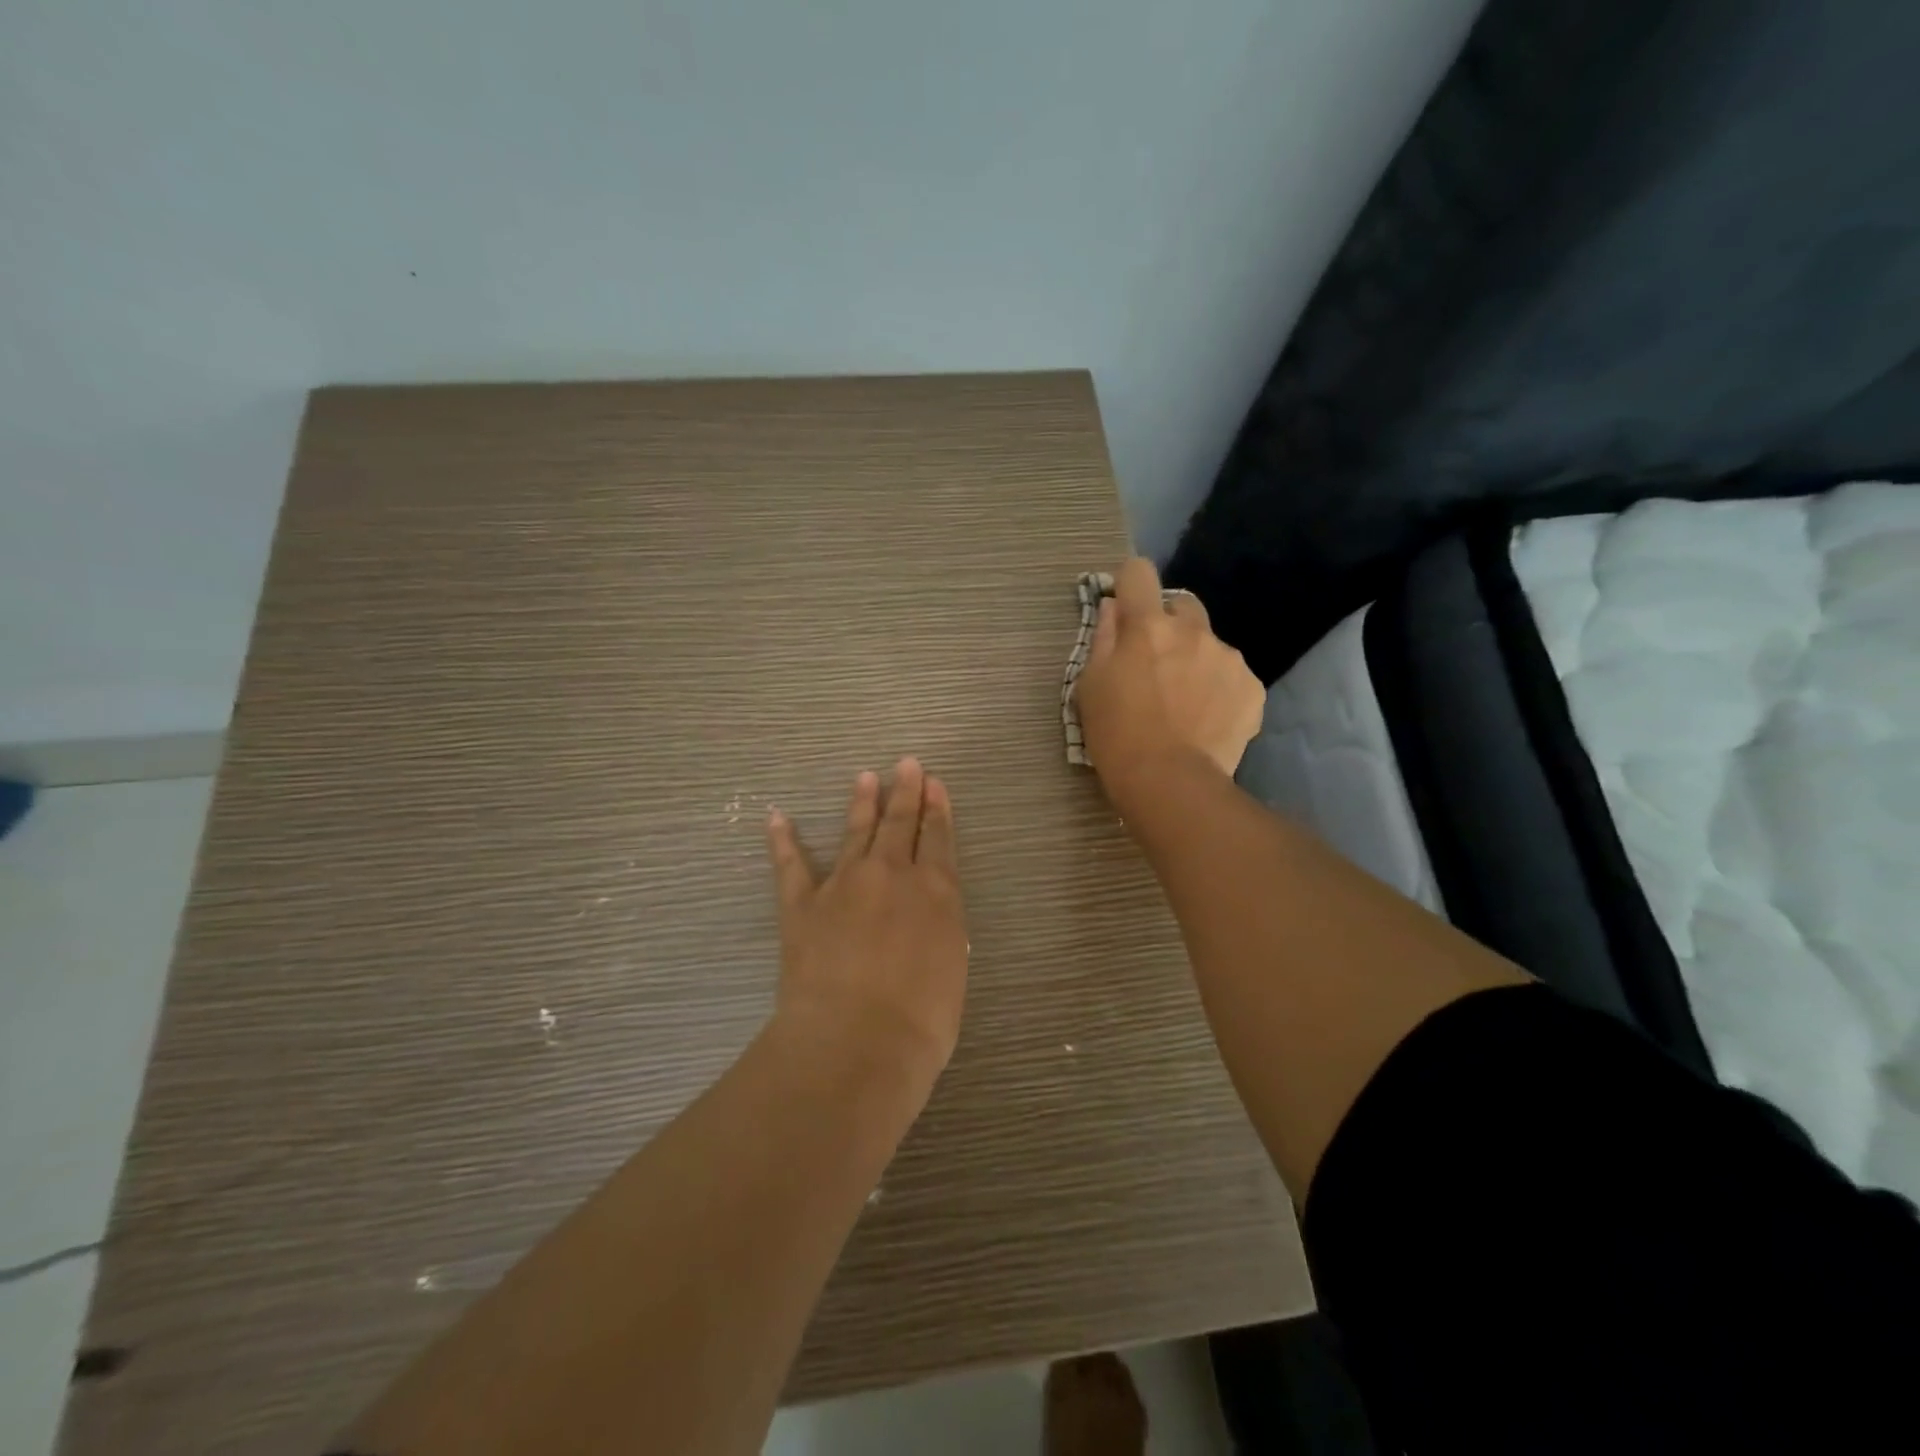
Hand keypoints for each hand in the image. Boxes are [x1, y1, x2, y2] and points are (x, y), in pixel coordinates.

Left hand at [765, 758, 968, 1081]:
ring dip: (861, 803)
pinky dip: (782, 840)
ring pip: (855, 832)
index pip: (939, 839)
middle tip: (906, 764)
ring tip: (864, 777)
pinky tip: (777, 817)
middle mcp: (891, 875)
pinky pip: (790, 865)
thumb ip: (941, 930)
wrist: (855, 1043)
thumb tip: (930, 912)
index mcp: (935, 892)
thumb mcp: (952, 970)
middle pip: (900, 823)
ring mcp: (843, 885)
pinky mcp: (802, 905)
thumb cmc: (921, 1021)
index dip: (938, 809)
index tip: (935, 784)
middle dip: (905, 792)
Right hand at [1073, 558, 1262, 794]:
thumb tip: (1114, 607)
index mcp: (1147, 626)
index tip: (1125, 606)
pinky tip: (1207, 719)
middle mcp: (1193, 630)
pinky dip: (1219, 689)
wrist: (1170, 782)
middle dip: (1168, 624)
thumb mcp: (1091, 686)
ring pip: (1209, 644)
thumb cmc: (1116, 734)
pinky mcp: (1252, 687)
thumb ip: (1104, 638)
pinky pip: (1231, 675)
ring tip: (1185, 703)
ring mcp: (1227, 658)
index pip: (1139, 572)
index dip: (1130, 583)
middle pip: (1182, 604)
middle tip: (1156, 663)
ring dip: (1195, 660)